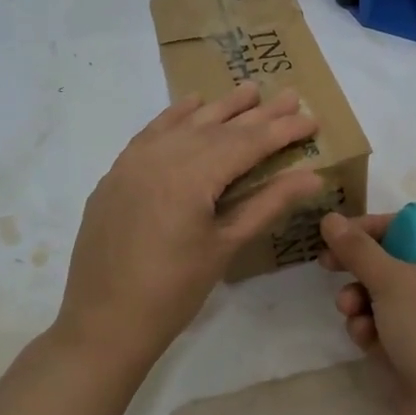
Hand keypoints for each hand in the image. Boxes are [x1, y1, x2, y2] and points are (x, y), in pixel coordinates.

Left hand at [60, 83, 323, 369]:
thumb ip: (268, 204)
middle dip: (257, 113)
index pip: (247, 143)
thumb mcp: (225, 246)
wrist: (103, 323)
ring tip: (250, 90)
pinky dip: (175, 117)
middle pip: (219, 127)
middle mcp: (161, 156)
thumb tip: (312, 176)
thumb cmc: (173, 292)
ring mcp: (134, 162)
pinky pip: (151, 133)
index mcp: (191, 176)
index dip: (282, 130)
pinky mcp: (117, 173)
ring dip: (219, 108)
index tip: (312, 118)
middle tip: (290, 95)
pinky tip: (193, 104)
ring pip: (186, 124)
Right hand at [319, 212, 415, 414]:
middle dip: (358, 267)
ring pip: (382, 296)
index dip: (368, 227)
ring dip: (359, 301)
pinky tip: (365, 340)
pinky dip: (370, 330)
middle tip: (325, 265)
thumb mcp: (391, 279)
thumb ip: (357, 248)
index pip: (404, 225)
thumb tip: (330, 218)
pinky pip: (384, 328)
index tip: (334, 234)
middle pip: (389, 260)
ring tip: (349, 311)